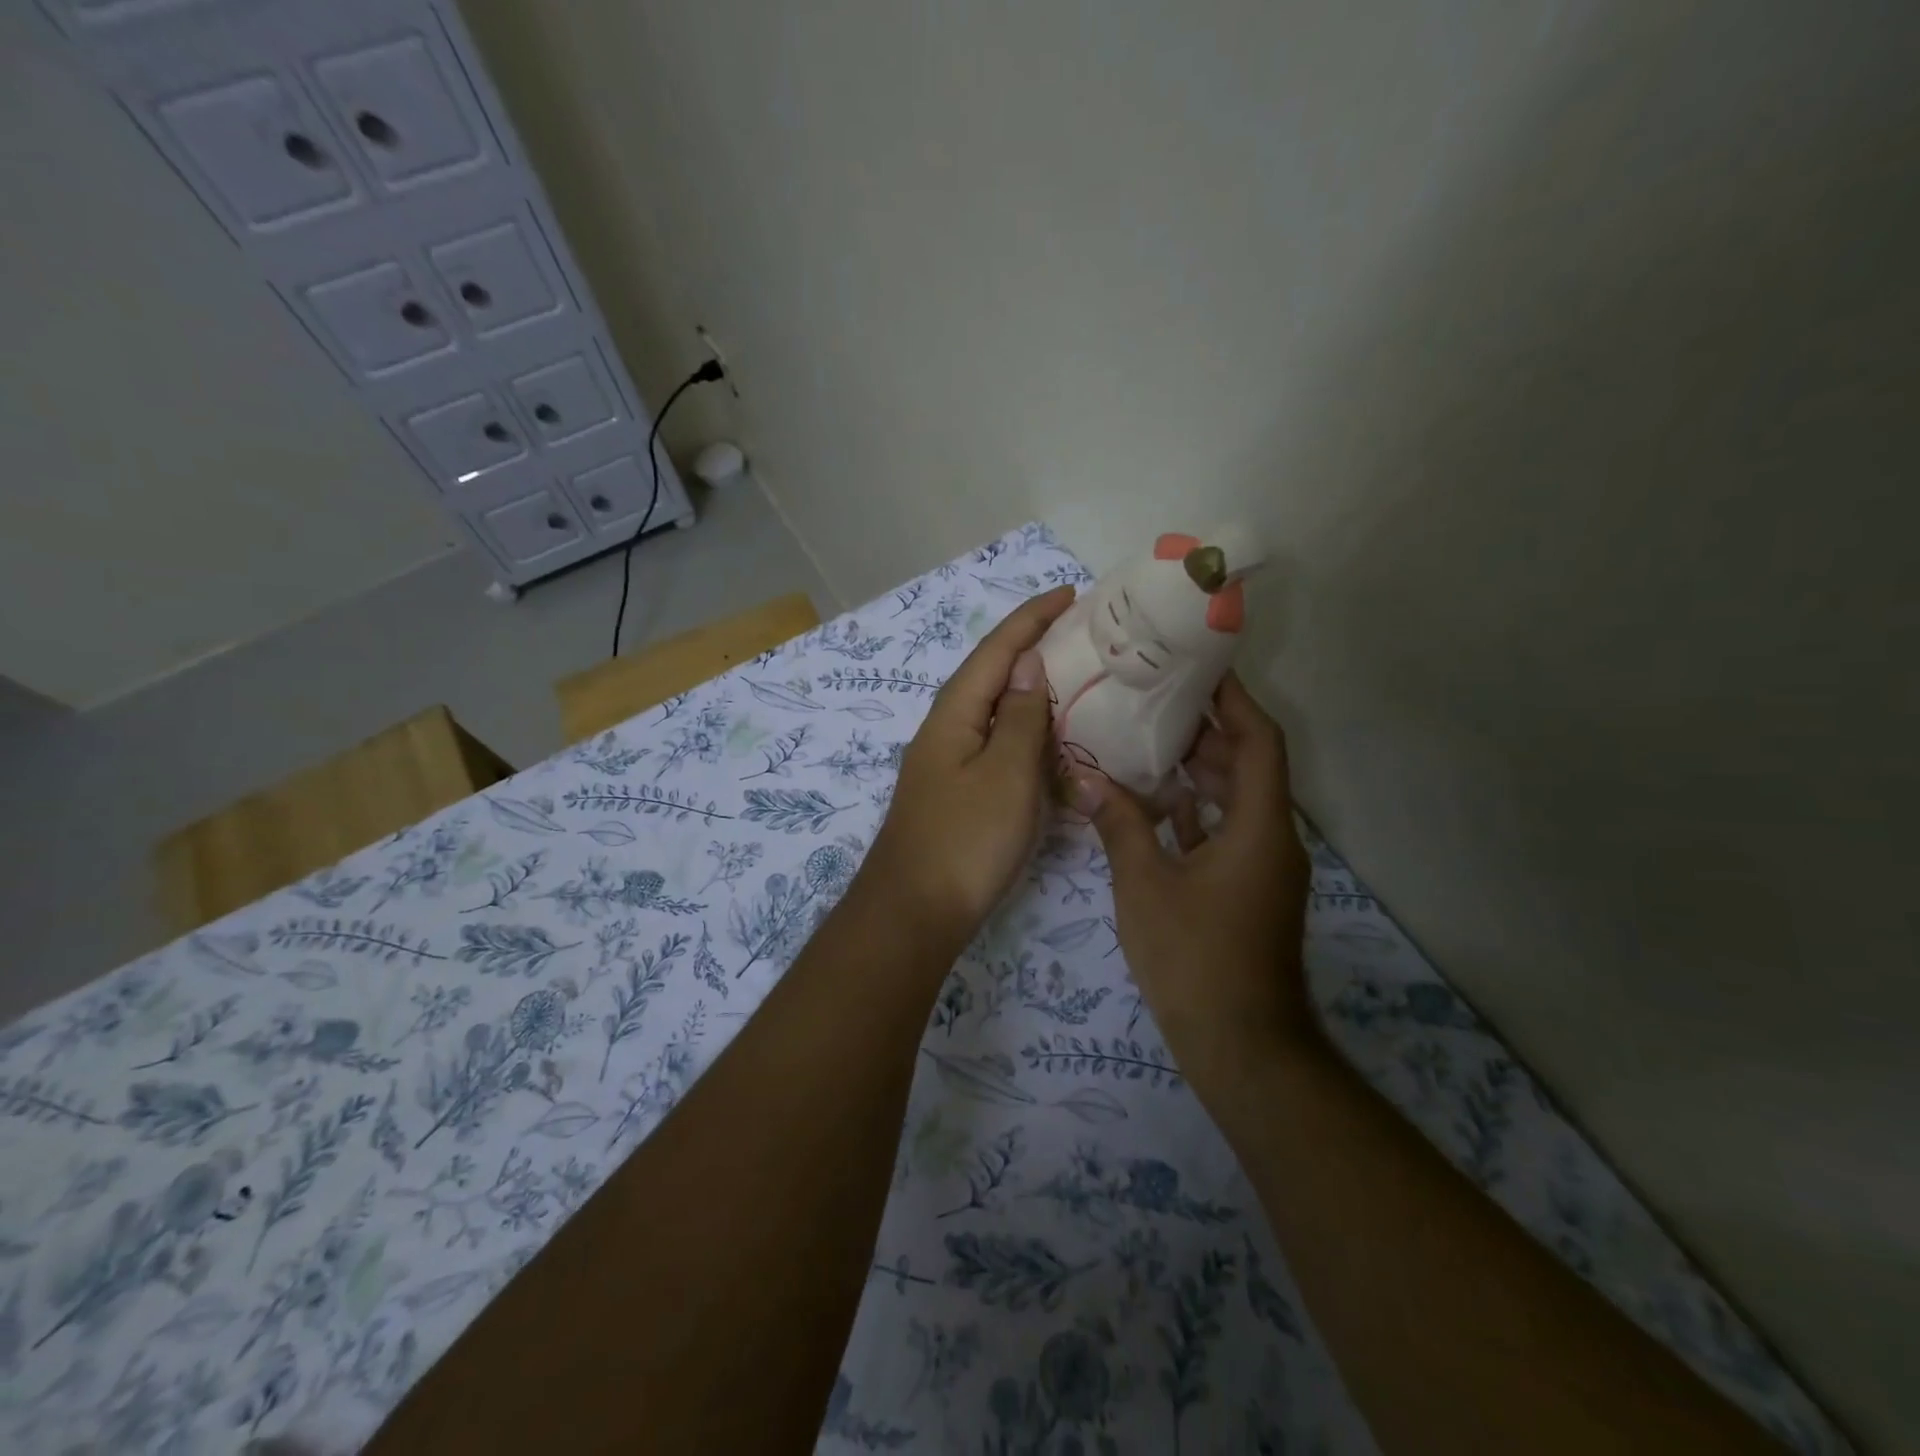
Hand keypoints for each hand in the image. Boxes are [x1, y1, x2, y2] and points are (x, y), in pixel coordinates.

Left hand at [867, 586, 1076, 945]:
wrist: (915, 913)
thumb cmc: (966, 840)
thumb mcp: (1006, 773)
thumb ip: (1022, 717)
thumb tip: (1029, 663)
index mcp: (955, 714)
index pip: (997, 650)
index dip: (1032, 619)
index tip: (1069, 594)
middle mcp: (947, 729)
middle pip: (992, 675)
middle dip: (1033, 648)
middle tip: (1082, 635)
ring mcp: (950, 763)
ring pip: (996, 713)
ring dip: (1031, 691)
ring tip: (1075, 678)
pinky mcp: (959, 793)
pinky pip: (998, 747)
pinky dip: (1027, 734)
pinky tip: (1051, 742)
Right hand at [1072, 673, 1312, 1093]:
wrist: (1242, 1046)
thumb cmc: (1196, 958)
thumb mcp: (1145, 886)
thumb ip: (1119, 825)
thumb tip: (1085, 777)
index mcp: (1260, 826)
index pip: (1259, 742)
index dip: (1236, 701)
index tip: (1201, 669)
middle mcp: (1272, 838)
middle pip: (1249, 766)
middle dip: (1208, 731)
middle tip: (1156, 700)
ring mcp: (1262, 868)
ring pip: (1236, 801)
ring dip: (1199, 771)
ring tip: (1148, 741)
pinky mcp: (1248, 891)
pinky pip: (1225, 833)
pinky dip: (1195, 813)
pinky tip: (1153, 804)